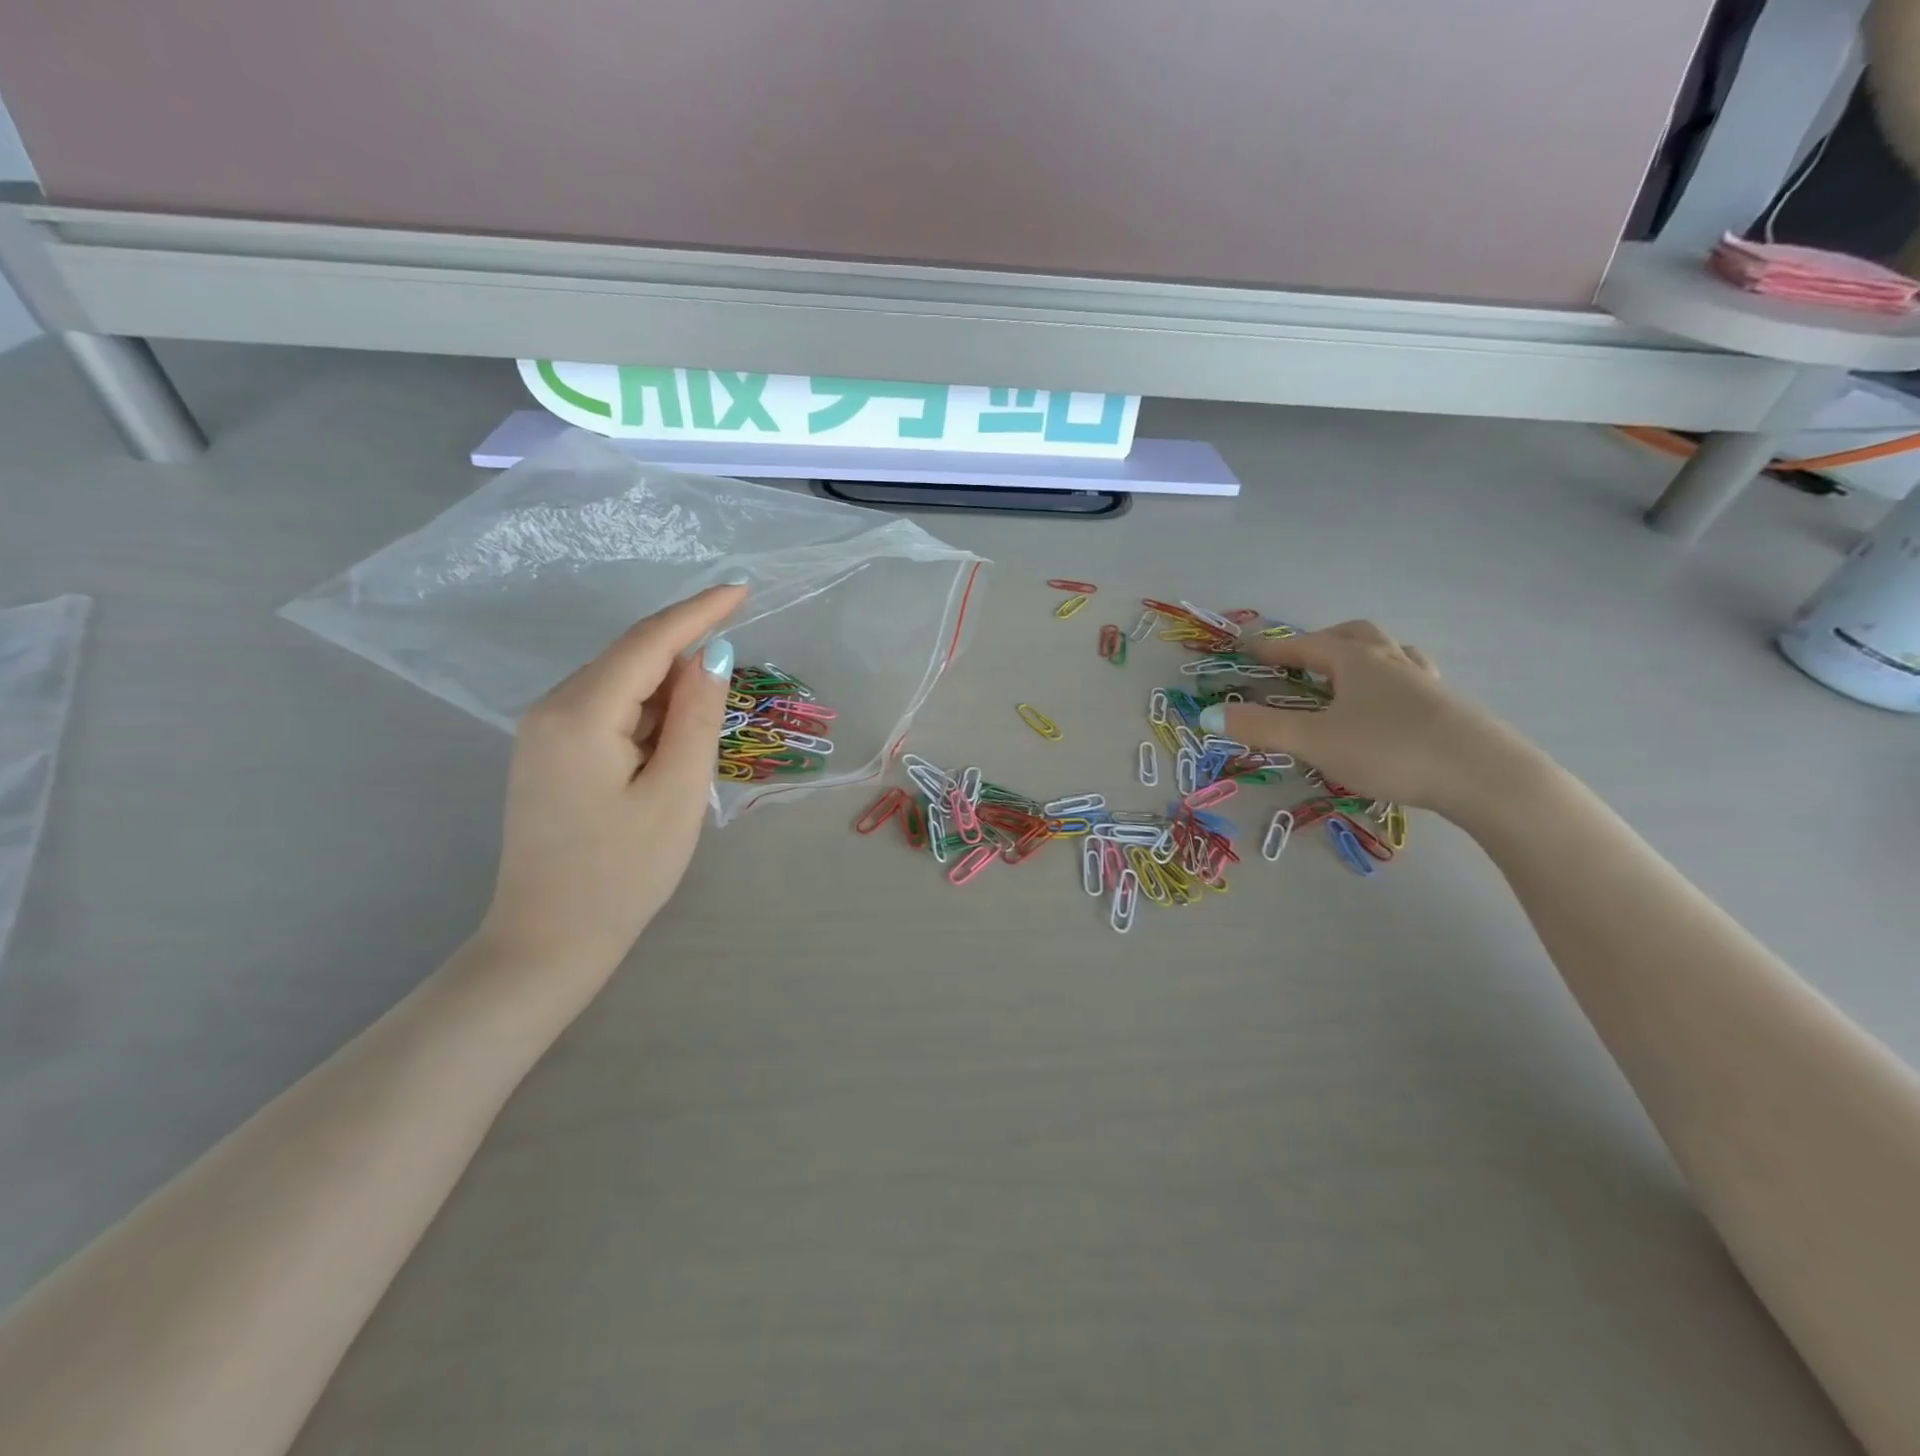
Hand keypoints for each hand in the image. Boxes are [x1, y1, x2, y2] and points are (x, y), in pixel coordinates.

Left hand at [477, 583, 746, 979]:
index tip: (742, 589)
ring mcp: (542, 731)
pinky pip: (606, 710)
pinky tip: (671, 738)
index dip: (699, 612)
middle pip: (630, 658)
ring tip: (708, 721)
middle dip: (686, 653)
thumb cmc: (623, 873)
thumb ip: (697, 717)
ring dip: (669, 688)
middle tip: (737, 669)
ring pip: (619, 684)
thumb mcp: (677, 793)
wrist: (548, 941)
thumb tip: (712, 654)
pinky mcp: (547, 753)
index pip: (648, 643)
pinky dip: (647, 711)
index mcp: (581, 715)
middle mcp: (551, 709)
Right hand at [1205, 621, 1532, 817]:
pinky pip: (1412, 680)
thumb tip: (1209, 715)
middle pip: (1353, 635)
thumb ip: (1262, 727)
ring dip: (1361, 657)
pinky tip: (1389, 708)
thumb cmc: (1390, 749)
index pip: (1304, 645)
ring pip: (1389, 654)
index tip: (1246, 649)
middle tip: (1300, 661)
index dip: (1272, 648)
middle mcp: (1391, 661)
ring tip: (1346, 678)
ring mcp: (1426, 681)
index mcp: (1356, 660)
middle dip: (1321, 642)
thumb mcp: (1315, 740)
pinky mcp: (1449, 707)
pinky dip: (1390, 683)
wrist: (1485, 776)